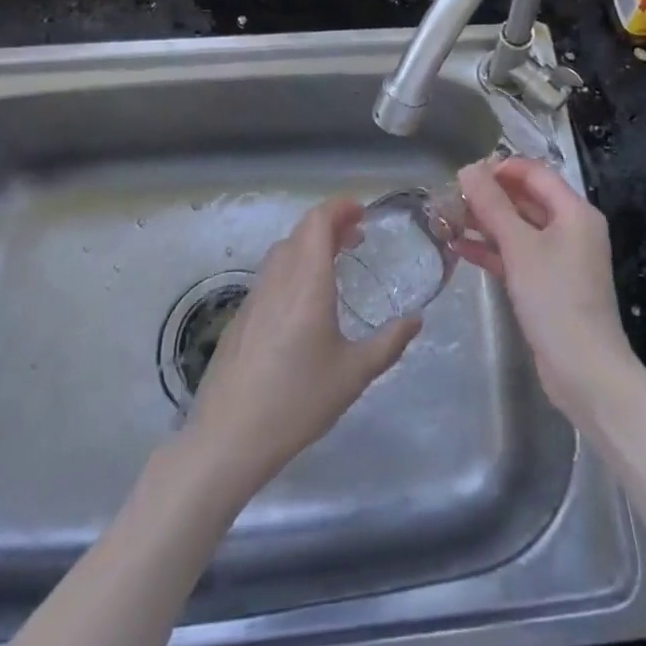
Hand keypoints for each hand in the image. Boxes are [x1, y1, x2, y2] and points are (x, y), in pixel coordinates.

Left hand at [186, 196, 419, 498]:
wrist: (229, 438)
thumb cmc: (298, 401)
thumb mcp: (354, 374)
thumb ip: (389, 343)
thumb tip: (416, 320)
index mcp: (306, 282)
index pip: (318, 221)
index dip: (340, 207)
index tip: (363, 212)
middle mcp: (278, 279)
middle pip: (301, 231)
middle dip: (330, 224)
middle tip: (357, 237)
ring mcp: (254, 296)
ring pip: (283, 251)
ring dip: (310, 244)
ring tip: (335, 262)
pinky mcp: (241, 317)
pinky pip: (271, 274)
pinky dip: (293, 266)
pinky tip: (305, 300)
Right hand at [455, 158, 637, 424]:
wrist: (584, 371)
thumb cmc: (554, 297)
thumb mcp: (519, 246)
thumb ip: (492, 205)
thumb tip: (469, 168)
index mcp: (574, 211)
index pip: (536, 174)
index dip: (501, 168)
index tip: (466, 173)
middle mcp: (571, 229)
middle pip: (526, 200)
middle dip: (489, 197)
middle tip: (450, 196)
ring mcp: (560, 259)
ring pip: (518, 229)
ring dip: (485, 223)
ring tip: (446, 219)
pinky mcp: (548, 285)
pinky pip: (517, 256)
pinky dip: (492, 250)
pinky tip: (458, 248)